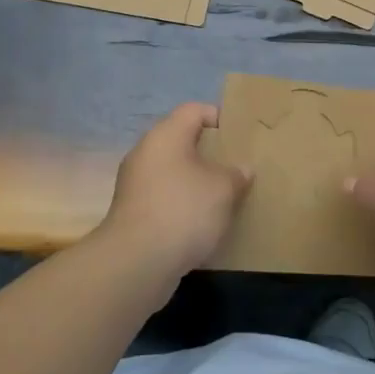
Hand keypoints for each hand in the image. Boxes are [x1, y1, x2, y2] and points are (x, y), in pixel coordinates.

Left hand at [95, 102, 249, 282]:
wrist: (136, 263)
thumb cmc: (183, 210)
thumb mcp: (223, 189)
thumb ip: (236, 174)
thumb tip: (242, 170)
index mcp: (166, 135)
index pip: (194, 110)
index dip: (218, 118)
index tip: (239, 138)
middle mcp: (145, 153)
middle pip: (182, 142)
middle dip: (209, 154)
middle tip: (235, 168)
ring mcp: (134, 184)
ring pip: (172, 172)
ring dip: (195, 182)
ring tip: (223, 197)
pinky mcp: (132, 213)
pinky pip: (164, 198)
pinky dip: (182, 205)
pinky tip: (201, 223)